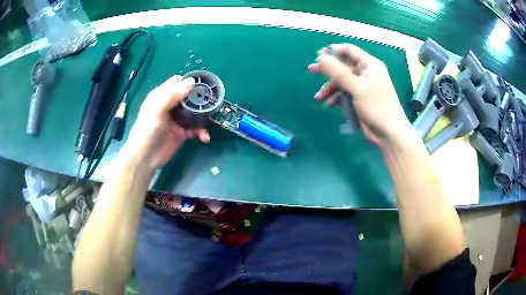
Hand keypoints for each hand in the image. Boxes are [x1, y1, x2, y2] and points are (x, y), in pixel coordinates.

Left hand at [122, 75, 209, 169]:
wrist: (146, 157)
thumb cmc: (148, 130)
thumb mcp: (157, 109)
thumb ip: (173, 95)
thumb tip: (192, 82)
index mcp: (161, 96)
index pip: (177, 82)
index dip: (188, 82)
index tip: (202, 84)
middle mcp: (170, 106)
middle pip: (188, 96)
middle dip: (199, 98)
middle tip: (212, 100)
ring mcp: (177, 120)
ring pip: (194, 112)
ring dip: (203, 116)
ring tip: (211, 120)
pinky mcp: (182, 133)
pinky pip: (195, 129)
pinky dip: (201, 132)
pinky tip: (204, 137)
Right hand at [308, 44, 411, 145]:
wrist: (389, 133)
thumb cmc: (377, 107)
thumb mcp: (357, 88)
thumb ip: (338, 72)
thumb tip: (321, 58)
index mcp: (369, 64)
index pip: (348, 50)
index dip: (332, 51)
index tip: (318, 56)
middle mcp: (366, 72)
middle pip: (343, 65)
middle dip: (328, 69)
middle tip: (311, 70)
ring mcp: (363, 85)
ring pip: (342, 80)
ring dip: (330, 87)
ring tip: (319, 98)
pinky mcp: (360, 97)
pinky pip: (345, 92)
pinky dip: (336, 97)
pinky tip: (329, 104)